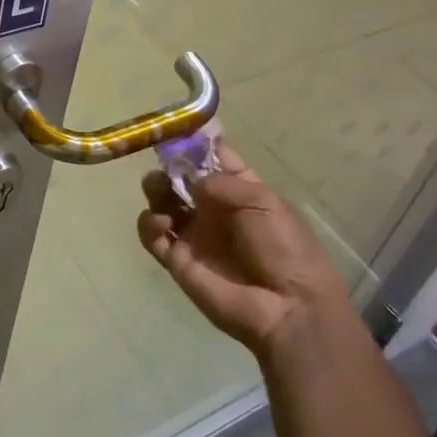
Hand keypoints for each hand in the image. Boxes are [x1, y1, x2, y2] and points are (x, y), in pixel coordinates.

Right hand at [137, 144, 348, 360]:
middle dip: (169, 165)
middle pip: (179, 176)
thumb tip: (189, 177)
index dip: (195, 143)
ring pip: (161, 200)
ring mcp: (193, 233)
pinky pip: (151, 234)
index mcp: (238, 189)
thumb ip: (221, 182)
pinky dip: (148, 223)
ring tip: (162, 193)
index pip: (211, 158)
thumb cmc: (284, 247)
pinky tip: (163, 223)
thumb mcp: (263, 202)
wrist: (287, 307)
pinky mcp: (177, 259)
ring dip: (156, 189)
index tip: (177, 129)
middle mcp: (212, 208)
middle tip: (167, 165)